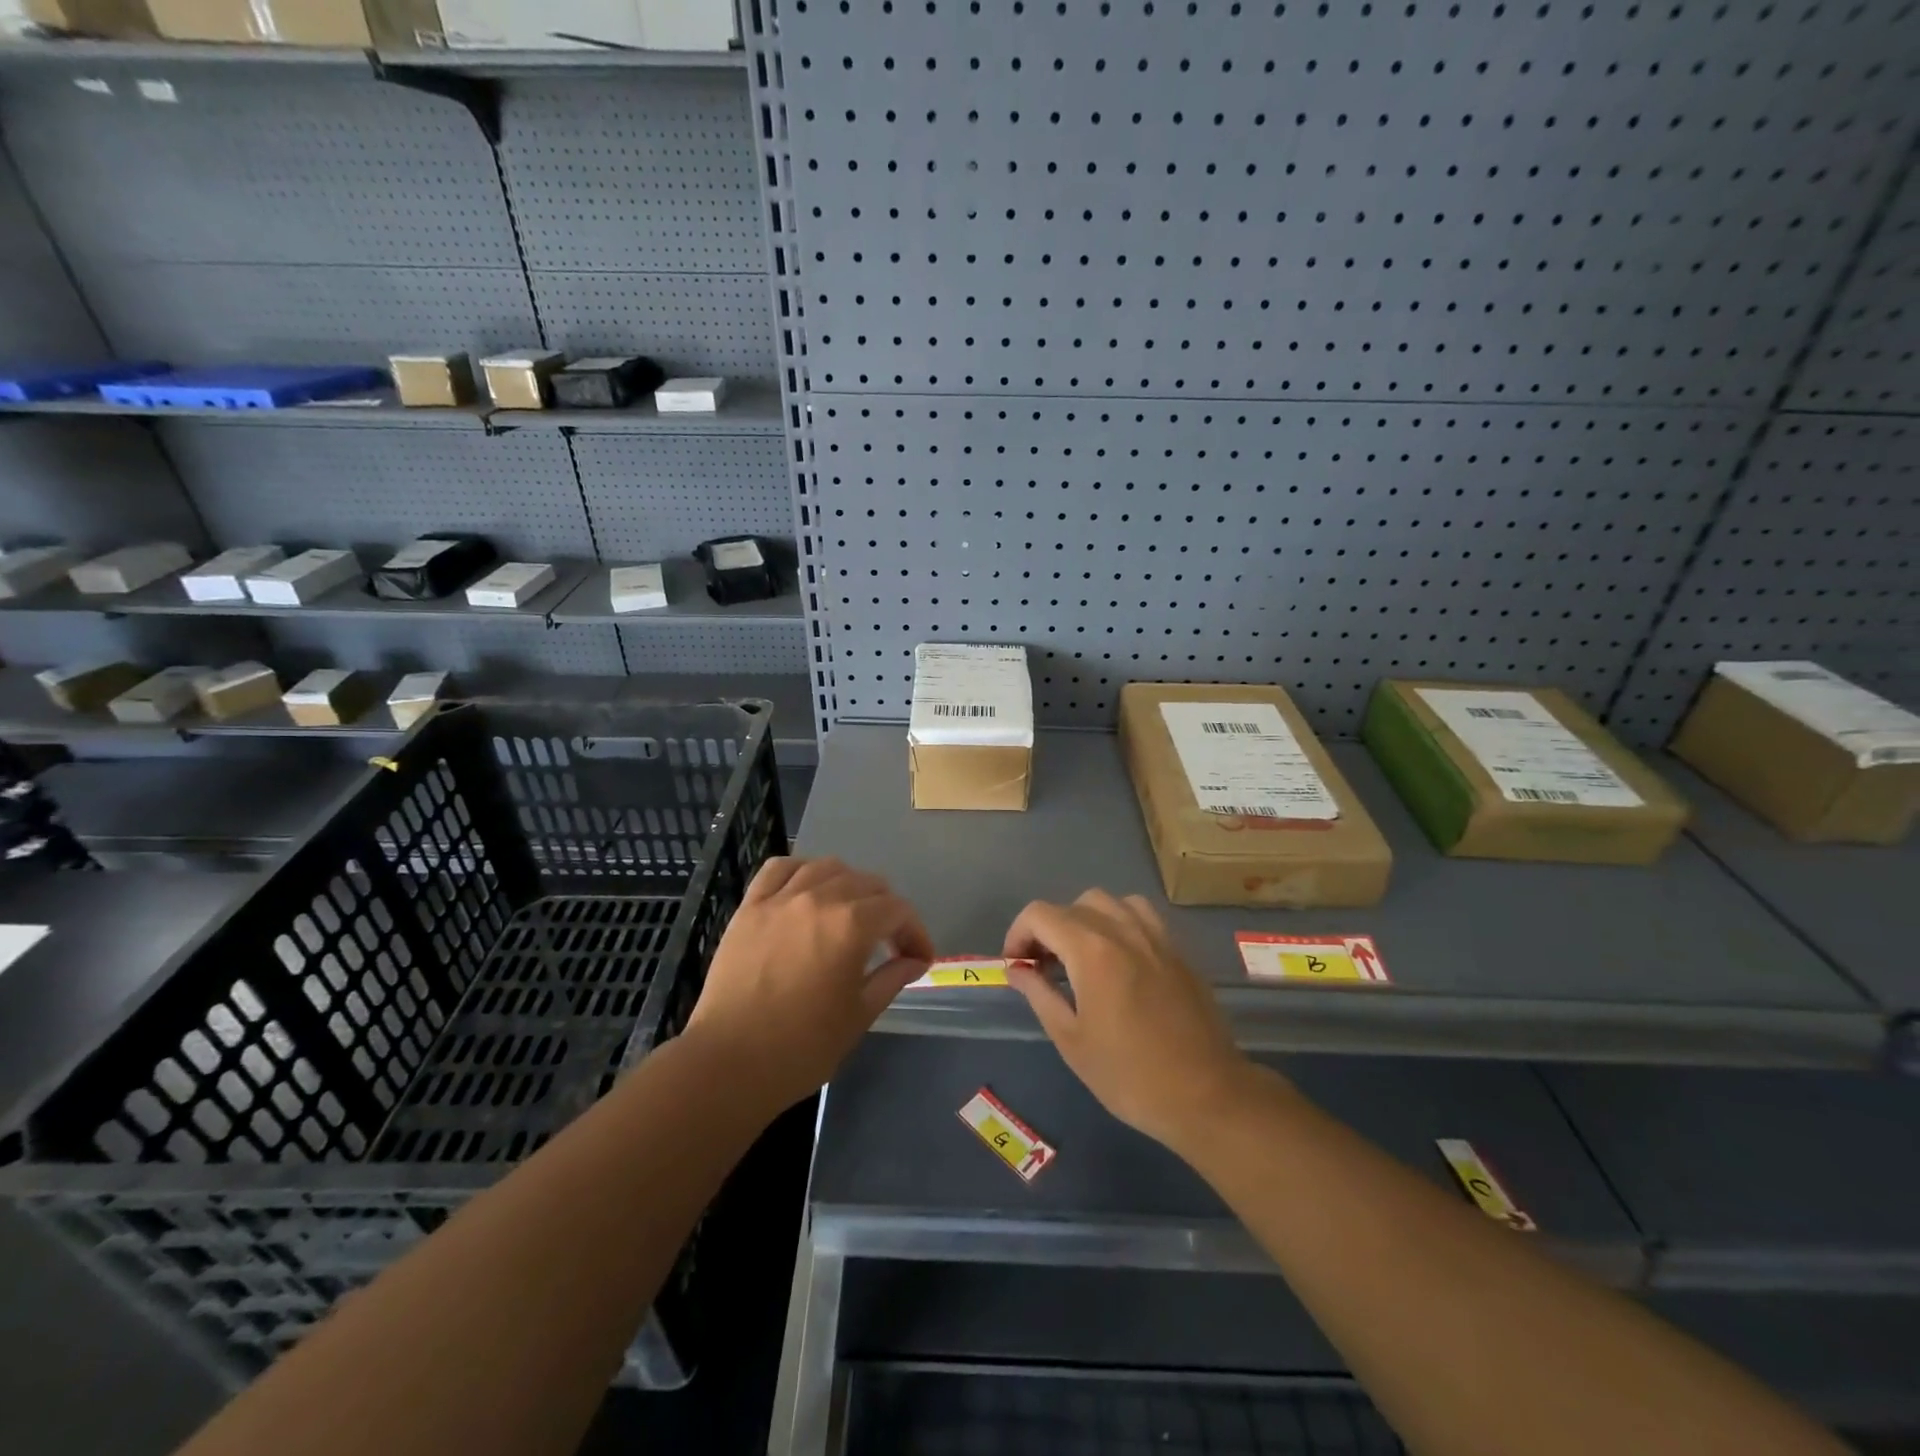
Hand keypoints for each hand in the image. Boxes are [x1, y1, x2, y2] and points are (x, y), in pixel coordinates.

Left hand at [685, 857, 932, 1110]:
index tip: (919, 959)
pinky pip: (779, 869)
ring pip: (827, 867)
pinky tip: (807, 889)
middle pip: (867, 883)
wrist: (729, 1063)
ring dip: (849, 885)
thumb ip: (891, 978)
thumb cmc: (802, 1047)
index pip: (898, 911)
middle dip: (887, 909)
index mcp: (852, 925)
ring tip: (849, 912)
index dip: (915, 933)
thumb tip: (915, 961)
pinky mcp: (750, 906)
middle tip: (889, 942)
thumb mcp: (859, 1016)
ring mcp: (780, 899)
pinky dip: (801, 871)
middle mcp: (819, 899)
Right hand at [1004, 890, 1261, 1149]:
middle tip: (1044, 968)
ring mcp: (1155, 936)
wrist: (1206, 1095)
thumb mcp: (1072, 1041)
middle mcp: (1123, 930)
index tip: (1017, 966)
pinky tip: (1119, 958)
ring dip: (1085, 920)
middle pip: (1073, 905)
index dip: (1018, 934)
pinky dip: (1119, 923)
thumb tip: (1018, 970)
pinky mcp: (1177, 950)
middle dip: (1049, 929)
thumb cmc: (1130, 1075)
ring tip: (1080, 957)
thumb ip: (1040, 995)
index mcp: (1092, 950)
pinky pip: (1140, 915)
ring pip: (1109, 902)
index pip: (1040, 915)